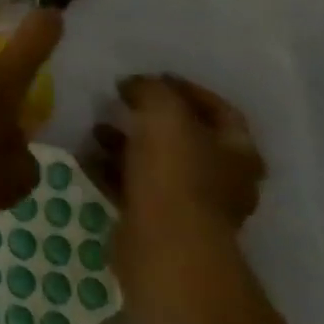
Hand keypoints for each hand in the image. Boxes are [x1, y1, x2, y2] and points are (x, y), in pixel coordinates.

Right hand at [90, 76, 264, 300]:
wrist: (165, 247)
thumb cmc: (175, 172)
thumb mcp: (163, 112)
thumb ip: (151, 89)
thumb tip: (135, 85)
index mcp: (237, 152)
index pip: (221, 111)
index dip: (189, 90)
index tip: (154, 76)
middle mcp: (221, 179)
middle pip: (186, 139)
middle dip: (150, 118)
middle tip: (120, 101)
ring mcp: (190, 205)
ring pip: (155, 163)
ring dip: (126, 143)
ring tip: (95, 128)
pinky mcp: (158, 224)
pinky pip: (132, 187)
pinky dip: (110, 170)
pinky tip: (86, 155)